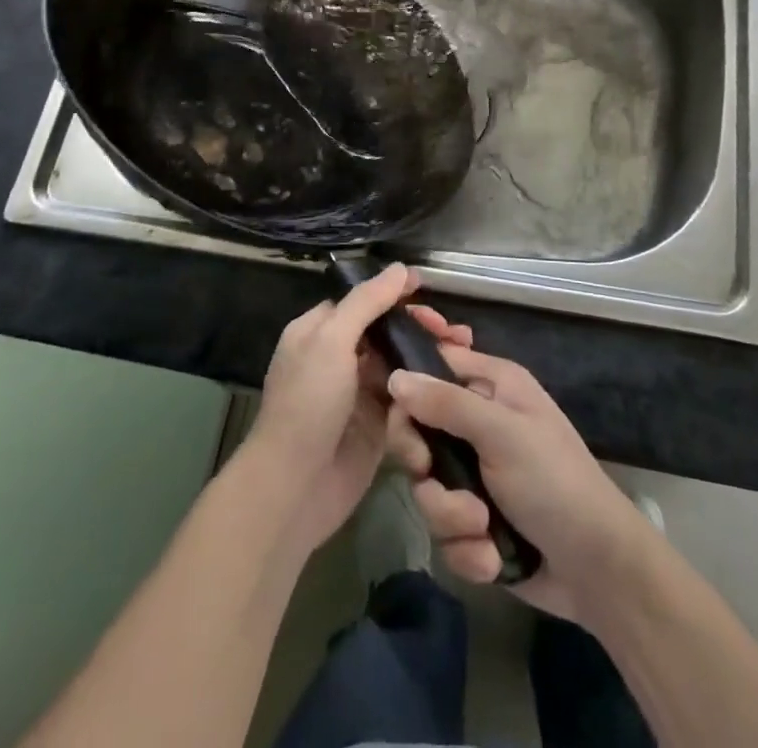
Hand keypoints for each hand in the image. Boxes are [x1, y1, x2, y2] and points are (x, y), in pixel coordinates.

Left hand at [242, 263, 471, 555]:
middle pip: (385, 330)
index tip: (427, 290)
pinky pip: (406, 398)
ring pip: (399, 363)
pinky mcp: (378, 426)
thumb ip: (367, 302)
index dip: (394, 294)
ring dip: (428, 355)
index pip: (362, 301)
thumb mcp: (332, 341)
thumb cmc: (308, 403)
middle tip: (452, 331)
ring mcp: (358, 392)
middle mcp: (338, 357)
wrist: (295, 488)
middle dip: (418, 325)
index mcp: (319, 331)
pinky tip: (453, 382)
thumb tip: (399, 268)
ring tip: (463, 350)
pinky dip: (426, 388)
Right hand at [385, 338, 659, 627]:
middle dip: (423, 464)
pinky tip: (493, 558)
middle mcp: (479, 424)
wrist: (598, 570)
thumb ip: (446, 403)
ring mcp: (475, 475)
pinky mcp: (475, 523)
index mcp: (491, 385)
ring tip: (482, 528)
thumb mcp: (501, 432)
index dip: (410, 389)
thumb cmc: (554, 481)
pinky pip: (444, 530)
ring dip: (450, 515)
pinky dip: (466, 548)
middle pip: (417, 432)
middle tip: (429, 473)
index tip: (401, 416)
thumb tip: (394, 376)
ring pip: (427, 487)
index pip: (432, 368)